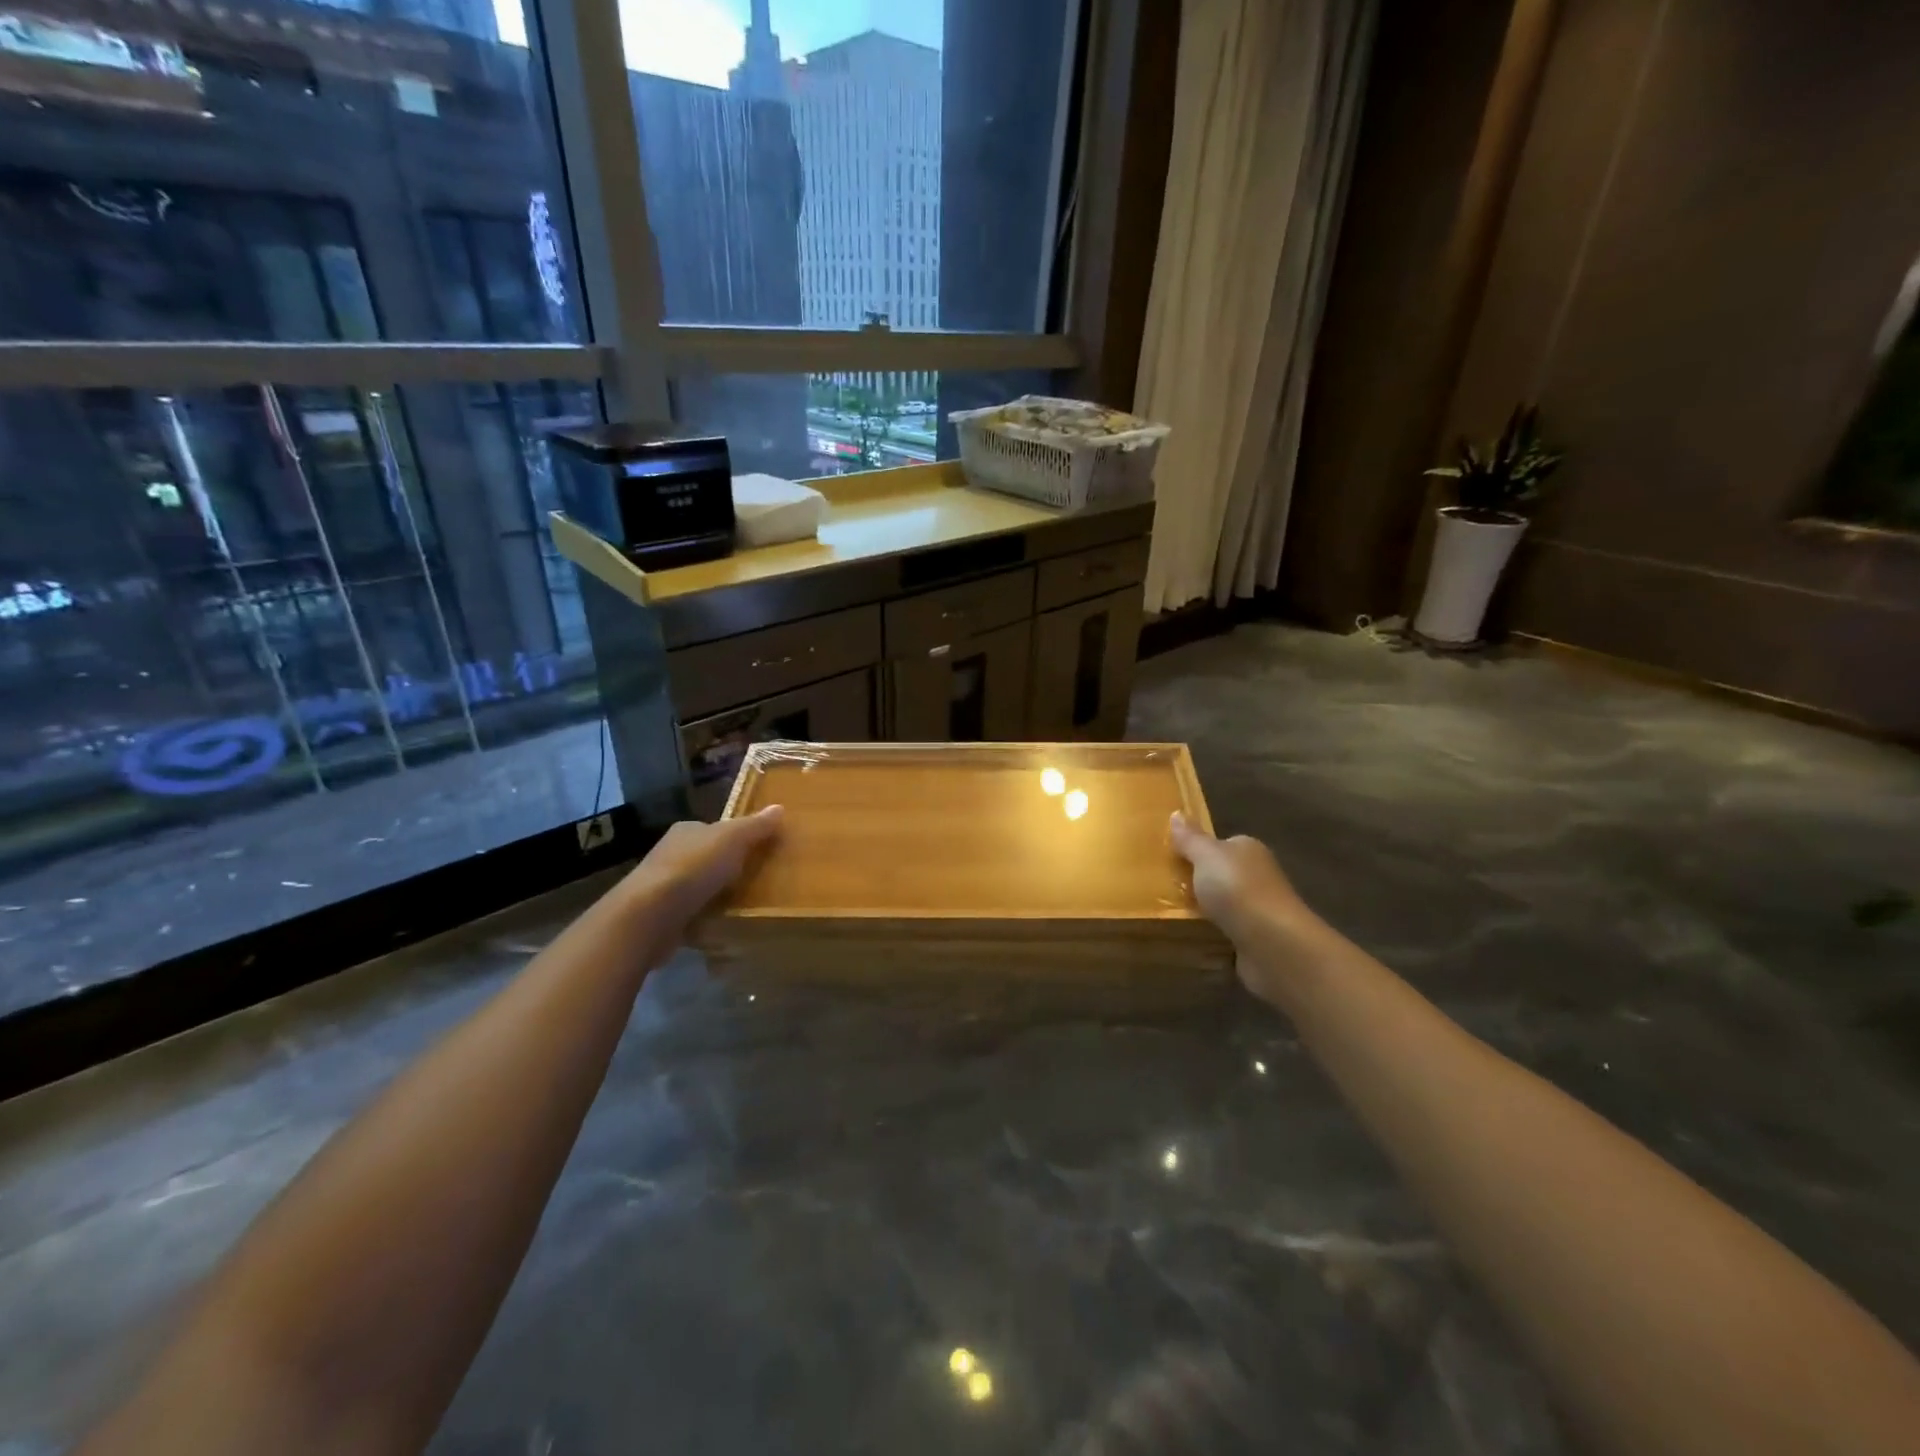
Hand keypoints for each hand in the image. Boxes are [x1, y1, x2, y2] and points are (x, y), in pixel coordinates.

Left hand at [618, 807, 784, 933]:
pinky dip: (705, 917)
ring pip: (699, 886)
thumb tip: (779, 808)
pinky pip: (691, 912)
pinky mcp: (661, 915)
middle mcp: (671, 853)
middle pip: (708, 857)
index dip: (738, 838)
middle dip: (728, 867)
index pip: (715, 829)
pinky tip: (721, 924)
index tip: (759, 851)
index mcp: (686, 830)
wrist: (651, 914)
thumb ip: (756, 825)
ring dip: (717, 894)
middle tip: (758, 879)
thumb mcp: (733, 839)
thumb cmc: (694, 867)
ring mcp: (663, 886)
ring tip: (745, 904)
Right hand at [1170, 812, 1320, 1004]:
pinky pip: (1227, 932)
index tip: (1171, 861)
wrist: (1273, 943)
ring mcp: (1259, 909)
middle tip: (1164, 889)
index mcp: (1248, 849)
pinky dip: (1213, 935)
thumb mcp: (1206, 856)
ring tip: (1171, 916)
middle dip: (1198, 882)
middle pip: (1221, 875)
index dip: (1197, 851)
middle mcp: (1258, 875)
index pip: (1221, 845)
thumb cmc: (1237, 889)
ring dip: (1204, 911)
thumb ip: (1190, 838)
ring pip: (1224, 905)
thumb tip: (1176, 813)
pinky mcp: (1257, 939)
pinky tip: (1193, 938)